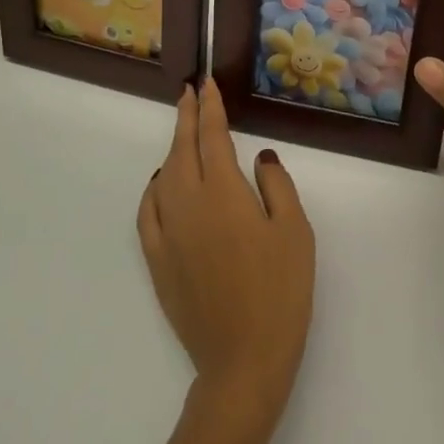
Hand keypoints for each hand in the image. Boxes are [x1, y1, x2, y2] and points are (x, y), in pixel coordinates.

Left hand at [138, 79, 314, 439]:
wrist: (244, 359)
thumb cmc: (281, 291)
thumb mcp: (295, 232)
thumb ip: (277, 185)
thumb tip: (259, 157)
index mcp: (224, 193)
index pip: (212, 136)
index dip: (209, 107)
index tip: (206, 84)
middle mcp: (188, 204)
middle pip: (182, 150)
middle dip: (186, 117)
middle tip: (189, 92)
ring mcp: (167, 233)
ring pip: (163, 176)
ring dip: (172, 148)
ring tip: (183, 133)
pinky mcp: (157, 260)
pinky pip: (147, 211)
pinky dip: (153, 188)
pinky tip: (161, 183)